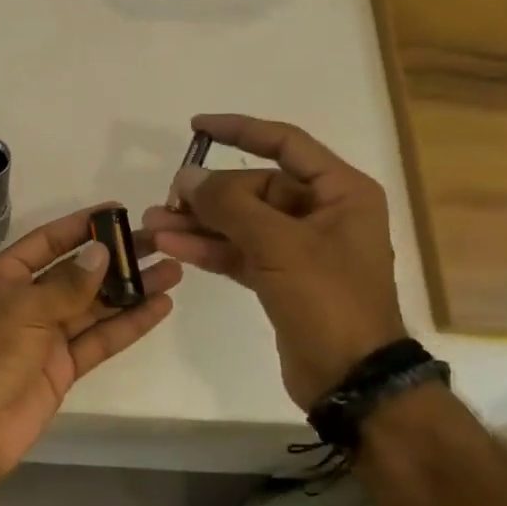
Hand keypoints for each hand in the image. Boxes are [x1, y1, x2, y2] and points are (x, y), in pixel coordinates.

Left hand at [0, 206, 180, 486]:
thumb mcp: (25, 308)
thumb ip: (68, 283)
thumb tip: (101, 252)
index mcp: (4, 276)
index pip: (48, 241)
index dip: (82, 226)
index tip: (119, 211)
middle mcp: (26, 300)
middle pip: (78, 272)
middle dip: (116, 258)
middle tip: (159, 243)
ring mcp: (45, 335)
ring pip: (95, 306)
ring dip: (131, 290)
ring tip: (172, 271)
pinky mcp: (63, 367)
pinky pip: (99, 339)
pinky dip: (128, 324)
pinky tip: (159, 307)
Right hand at [141, 114, 404, 410]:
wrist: (351, 379)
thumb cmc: (328, 300)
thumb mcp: (279, 245)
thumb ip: (230, 205)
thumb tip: (187, 177)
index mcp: (340, 191)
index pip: (285, 143)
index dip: (239, 130)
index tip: (196, 126)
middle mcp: (322, 212)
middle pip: (256, 187)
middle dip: (210, 194)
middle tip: (167, 200)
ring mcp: (301, 247)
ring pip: (242, 222)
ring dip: (200, 223)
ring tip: (154, 223)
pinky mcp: (281, 278)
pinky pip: (240, 251)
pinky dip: (209, 248)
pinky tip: (172, 245)